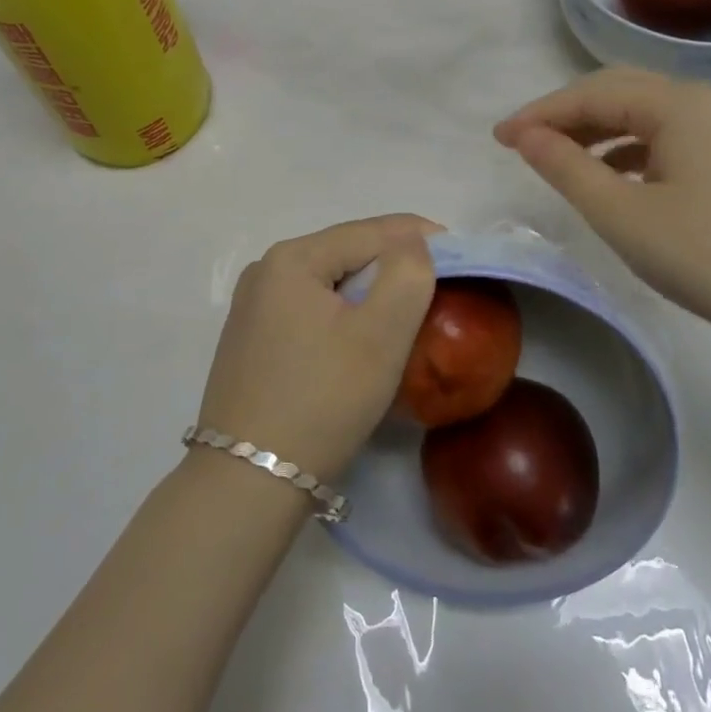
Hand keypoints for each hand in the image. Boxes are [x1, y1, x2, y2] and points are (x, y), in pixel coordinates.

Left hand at [199, 216, 438, 480]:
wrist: (249, 480)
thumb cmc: (323, 400)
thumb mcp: (379, 336)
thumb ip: (407, 275)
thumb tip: (412, 242)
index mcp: (291, 258)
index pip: (369, 231)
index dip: (420, 236)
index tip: (460, 253)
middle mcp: (264, 270)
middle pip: (346, 252)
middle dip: (393, 264)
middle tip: (438, 284)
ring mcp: (251, 305)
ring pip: (328, 281)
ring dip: (368, 289)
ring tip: (406, 309)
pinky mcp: (250, 338)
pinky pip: (308, 307)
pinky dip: (341, 312)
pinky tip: (359, 336)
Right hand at [495, 69, 710, 347]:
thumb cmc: (709, 256)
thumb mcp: (622, 214)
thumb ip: (566, 167)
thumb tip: (525, 135)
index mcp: (677, 105)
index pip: (591, 94)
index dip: (539, 114)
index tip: (498, 139)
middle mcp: (704, 104)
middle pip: (619, 92)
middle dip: (566, 114)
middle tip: (523, 143)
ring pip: (646, 115)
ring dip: (597, 130)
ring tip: (560, 160)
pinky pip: (669, 138)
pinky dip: (630, 149)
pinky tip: (615, 177)